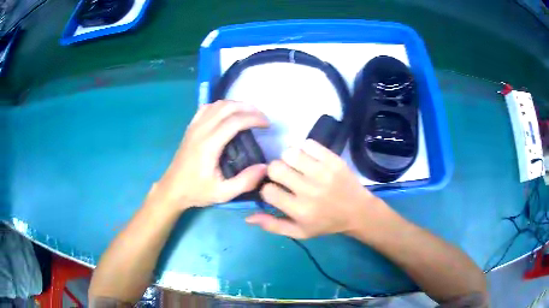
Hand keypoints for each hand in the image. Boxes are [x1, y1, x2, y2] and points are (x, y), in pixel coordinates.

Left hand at [153, 100, 268, 209]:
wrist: (172, 189)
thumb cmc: (196, 191)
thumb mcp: (223, 193)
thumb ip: (245, 182)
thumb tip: (265, 167)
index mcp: (209, 145)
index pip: (235, 121)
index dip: (254, 119)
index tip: (267, 124)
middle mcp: (201, 130)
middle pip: (227, 107)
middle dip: (248, 108)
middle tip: (261, 117)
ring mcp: (194, 127)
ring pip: (217, 104)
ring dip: (235, 105)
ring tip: (249, 113)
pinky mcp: (190, 127)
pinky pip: (206, 108)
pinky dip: (220, 106)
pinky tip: (227, 113)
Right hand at [246, 139, 386, 238]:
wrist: (358, 212)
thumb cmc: (326, 223)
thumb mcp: (299, 232)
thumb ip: (273, 225)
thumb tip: (248, 217)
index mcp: (299, 210)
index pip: (268, 191)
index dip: (268, 189)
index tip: (277, 191)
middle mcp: (309, 190)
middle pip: (276, 167)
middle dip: (276, 171)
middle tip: (286, 177)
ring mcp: (323, 173)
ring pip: (290, 152)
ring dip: (289, 159)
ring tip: (298, 167)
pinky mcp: (333, 160)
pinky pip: (309, 144)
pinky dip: (305, 149)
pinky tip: (310, 159)